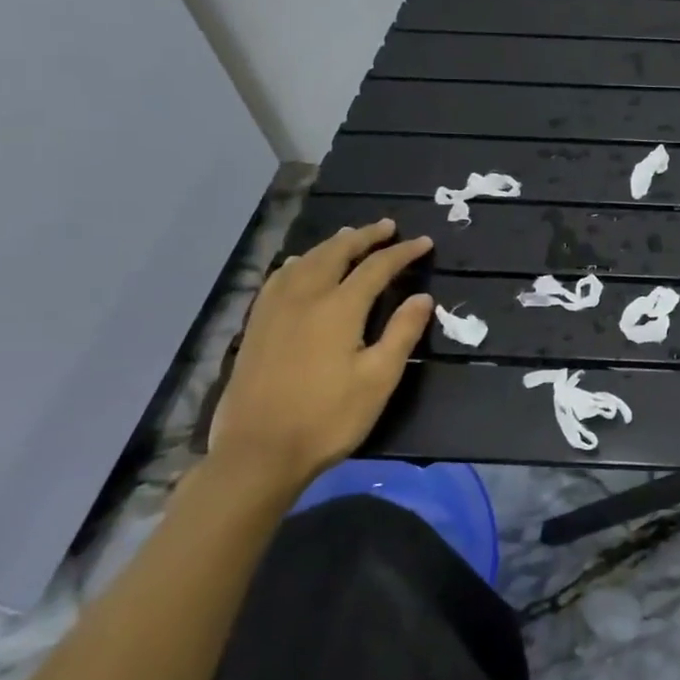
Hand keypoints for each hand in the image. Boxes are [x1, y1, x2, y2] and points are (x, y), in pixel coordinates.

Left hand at [207, 219, 433, 495]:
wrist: (258, 453)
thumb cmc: (328, 418)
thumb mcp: (378, 379)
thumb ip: (402, 333)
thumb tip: (423, 297)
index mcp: (338, 309)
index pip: (377, 268)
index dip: (402, 253)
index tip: (424, 243)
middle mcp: (304, 298)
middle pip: (336, 253)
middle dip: (364, 236)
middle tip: (387, 226)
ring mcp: (274, 311)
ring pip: (304, 261)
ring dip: (331, 244)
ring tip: (349, 236)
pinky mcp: (256, 327)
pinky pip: (278, 279)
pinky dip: (298, 263)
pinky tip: (299, 267)